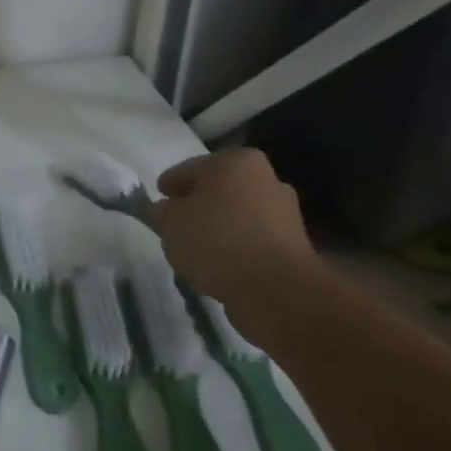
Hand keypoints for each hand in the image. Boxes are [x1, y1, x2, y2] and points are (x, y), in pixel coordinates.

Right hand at [149, 149, 320, 306]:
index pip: (188, 169)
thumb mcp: (170, 223)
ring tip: (195, 250)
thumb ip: (159, 212)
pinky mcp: (293, 244)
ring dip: (217, 227)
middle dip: (196, 205)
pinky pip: (251, 239)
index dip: (169, 186)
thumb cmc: (216, 240)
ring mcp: (284, 211)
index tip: (157, 202)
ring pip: (235, 214)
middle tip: (174, 225)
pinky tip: (219, 264)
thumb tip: (160, 209)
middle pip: (217, 190)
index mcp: (236, 161)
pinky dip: (234, 247)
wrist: (276, 289)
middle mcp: (266, 178)